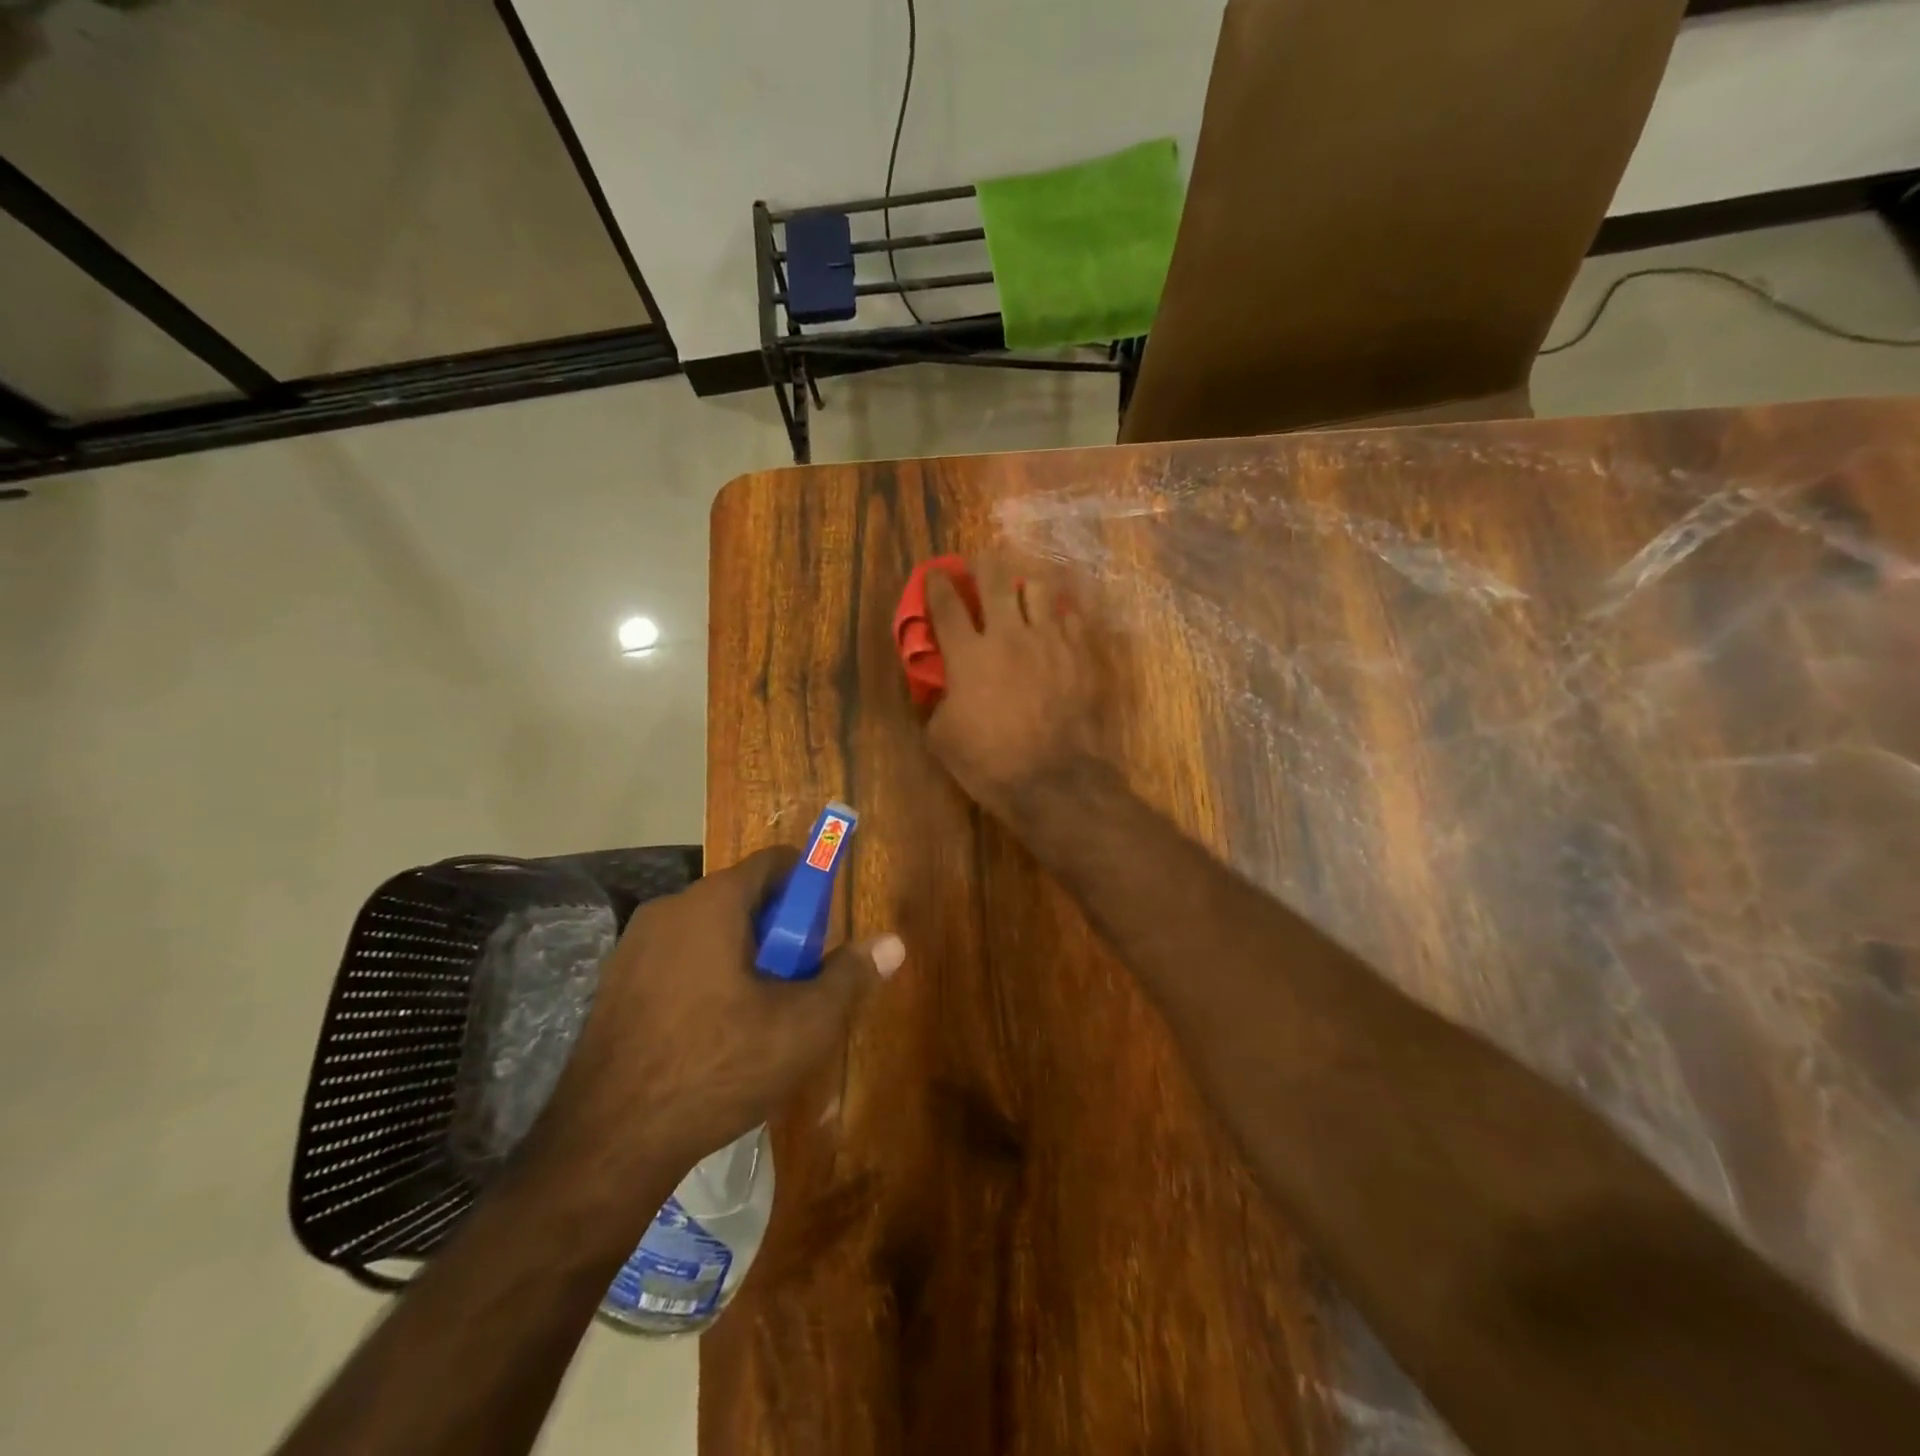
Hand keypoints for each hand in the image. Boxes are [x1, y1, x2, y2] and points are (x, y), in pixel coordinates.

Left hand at [525, 849, 903, 1200]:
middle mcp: (669, 909)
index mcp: (712, 903)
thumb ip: (851, 976)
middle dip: (780, 932)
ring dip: (744, 957)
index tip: (824, 931)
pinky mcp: (614, 986)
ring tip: (760, 1017)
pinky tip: (714, 1037)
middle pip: (743, 898)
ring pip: (710, 932)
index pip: (776, 862)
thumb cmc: (718, 1067)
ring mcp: (633, 948)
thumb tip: (893, 942)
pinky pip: (678, 962)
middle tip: (797, 983)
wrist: (608, 1144)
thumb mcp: (804, 1026)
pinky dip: (707, 979)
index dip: (811, 886)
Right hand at [925, 558, 1102, 822]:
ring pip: (1039, 588)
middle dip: (984, 565)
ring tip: (1024, 586)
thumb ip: (937, 702)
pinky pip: (1072, 615)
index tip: (935, 573)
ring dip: (1026, 582)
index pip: (947, 605)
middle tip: (982, 563)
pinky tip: (1058, 618)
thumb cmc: (990, 763)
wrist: (1054, 779)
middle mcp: (1008, 635)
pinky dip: (1060, 612)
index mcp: (968, 655)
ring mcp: (1050, 640)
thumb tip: (942, 688)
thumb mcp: (942, 738)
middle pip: (995, 580)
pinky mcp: (1081, 653)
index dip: (937, 584)